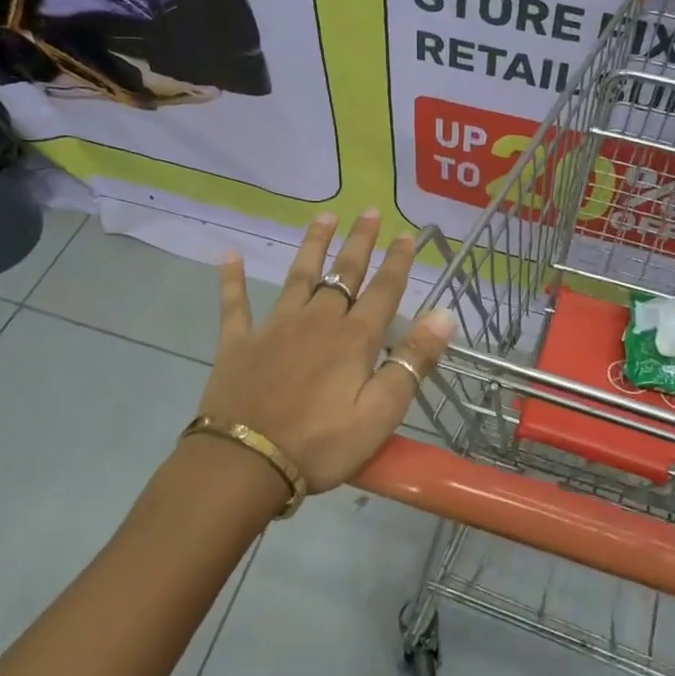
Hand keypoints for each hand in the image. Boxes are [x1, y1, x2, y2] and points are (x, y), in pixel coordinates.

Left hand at [197, 210, 455, 495]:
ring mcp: (274, 328)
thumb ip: (412, 362)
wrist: (245, 464)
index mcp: (353, 339)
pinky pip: (235, 305)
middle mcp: (316, 321)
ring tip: (323, 217)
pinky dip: (232, 280)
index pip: (383, 291)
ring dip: (312, 246)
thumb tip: (444, 315)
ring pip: (298, 277)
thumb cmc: (320, 445)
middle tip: (369, 211)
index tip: (407, 234)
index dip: (398, 262)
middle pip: (343, 274)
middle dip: (359, 242)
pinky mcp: (238, 344)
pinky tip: (229, 255)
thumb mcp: (380, 413)